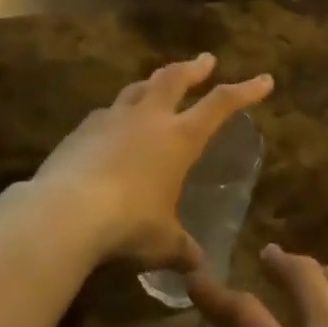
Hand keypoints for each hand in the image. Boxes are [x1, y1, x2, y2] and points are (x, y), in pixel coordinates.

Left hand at [32, 54, 272, 269]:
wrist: (64, 213)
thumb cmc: (127, 224)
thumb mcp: (162, 242)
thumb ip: (181, 248)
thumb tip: (197, 266)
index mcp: (178, 137)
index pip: (220, 105)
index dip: (245, 91)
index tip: (264, 80)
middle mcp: (148, 118)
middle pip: (174, 78)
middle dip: (193, 67)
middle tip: (205, 60)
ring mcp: (112, 119)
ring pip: (137, 88)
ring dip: (153, 84)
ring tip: (157, 85)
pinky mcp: (81, 131)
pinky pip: (106, 113)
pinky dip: (117, 114)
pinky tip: (113, 126)